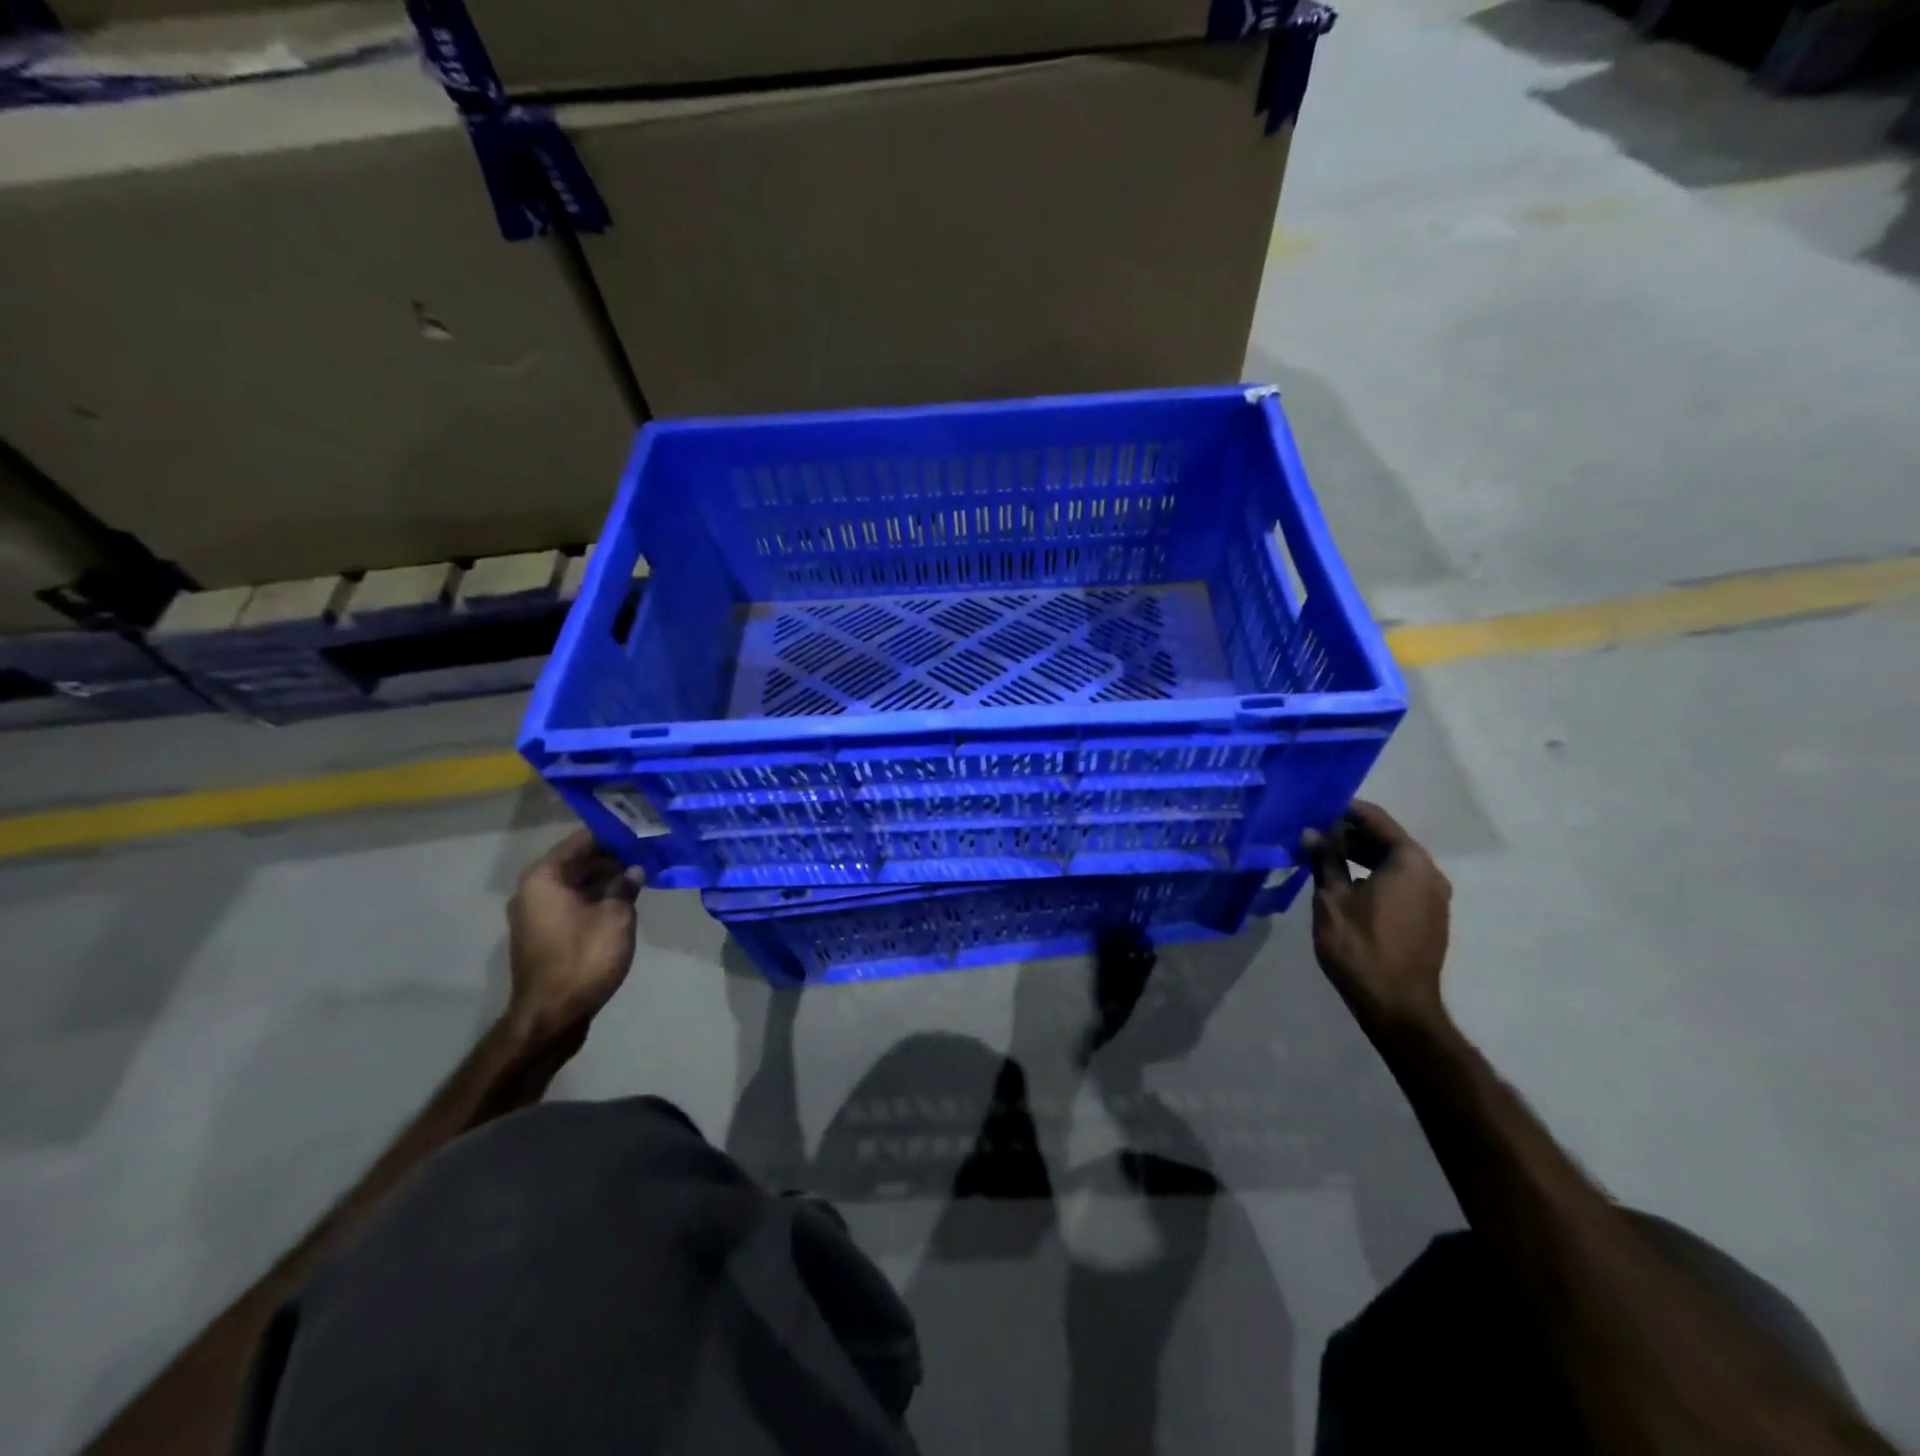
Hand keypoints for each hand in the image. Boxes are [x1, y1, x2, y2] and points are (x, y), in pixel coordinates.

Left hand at [506, 830, 641, 1039]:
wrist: (553, 1014)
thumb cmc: (585, 956)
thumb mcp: (616, 916)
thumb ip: (625, 886)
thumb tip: (634, 871)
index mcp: (544, 878)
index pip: (581, 841)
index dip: (613, 836)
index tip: (641, 834)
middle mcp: (532, 890)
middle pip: (576, 862)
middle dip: (610, 859)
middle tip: (646, 856)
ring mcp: (534, 914)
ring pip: (574, 885)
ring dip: (604, 881)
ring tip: (639, 878)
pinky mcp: (541, 935)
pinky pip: (570, 904)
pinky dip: (593, 899)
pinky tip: (622, 902)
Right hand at [1300, 801, 1451, 1034]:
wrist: (1397, 1006)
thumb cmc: (1360, 946)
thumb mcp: (1331, 898)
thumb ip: (1324, 860)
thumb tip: (1312, 832)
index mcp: (1409, 861)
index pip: (1376, 819)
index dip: (1345, 810)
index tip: (1316, 806)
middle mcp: (1430, 873)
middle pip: (1388, 840)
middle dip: (1351, 834)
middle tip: (1314, 832)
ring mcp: (1434, 898)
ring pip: (1393, 863)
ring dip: (1361, 856)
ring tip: (1324, 857)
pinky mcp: (1429, 918)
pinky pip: (1400, 883)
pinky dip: (1374, 876)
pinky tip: (1346, 884)